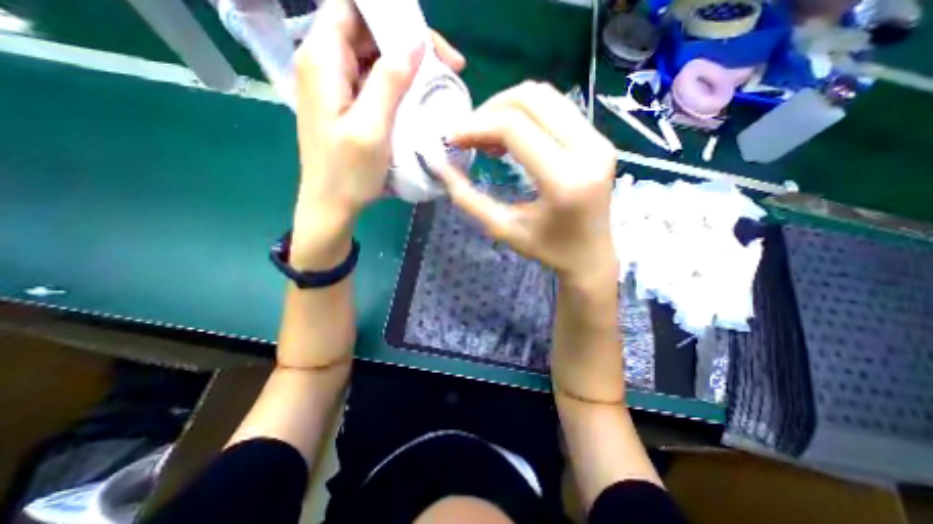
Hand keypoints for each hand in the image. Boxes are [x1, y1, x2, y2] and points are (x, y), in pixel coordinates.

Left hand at [290, 1, 463, 268]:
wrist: (332, 205)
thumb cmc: (349, 173)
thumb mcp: (372, 127)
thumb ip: (390, 82)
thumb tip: (415, 43)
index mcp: (323, 61)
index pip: (353, 9)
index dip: (391, 16)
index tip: (428, 41)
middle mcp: (324, 65)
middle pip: (366, 32)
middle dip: (407, 42)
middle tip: (446, 66)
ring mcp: (335, 87)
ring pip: (372, 58)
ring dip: (405, 65)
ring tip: (437, 82)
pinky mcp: (345, 105)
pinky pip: (372, 82)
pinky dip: (397, 85)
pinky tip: (416, 98)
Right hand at [430, 82, 617, 286]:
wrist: (591, 255)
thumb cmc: (548, 250)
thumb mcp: (503, 228)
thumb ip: (468, 198)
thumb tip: (440, 167)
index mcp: (565, 181)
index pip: (515, 129)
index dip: (477, 126)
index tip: (452, 139)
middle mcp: (589, 151)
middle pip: (531, 98)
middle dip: (489, 109)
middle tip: (468, 134)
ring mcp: (599, 141)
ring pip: (545, 95)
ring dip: (507, 107)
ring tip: (486, 135)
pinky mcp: (599, 139)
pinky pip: (557, 108)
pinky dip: (525, 114)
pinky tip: (510, 136)